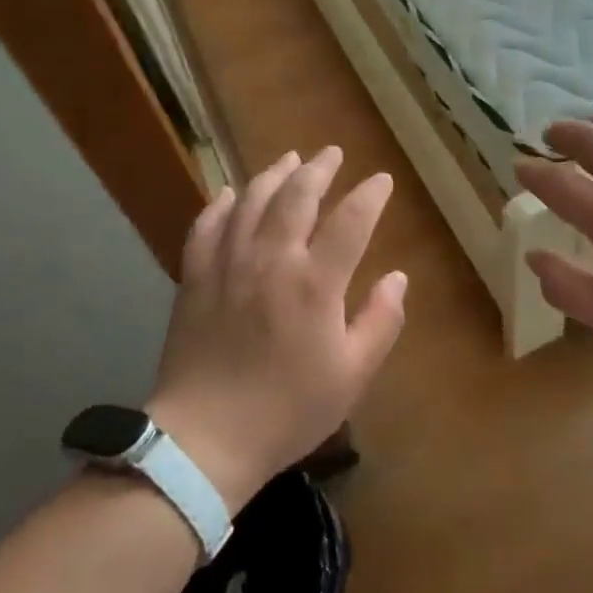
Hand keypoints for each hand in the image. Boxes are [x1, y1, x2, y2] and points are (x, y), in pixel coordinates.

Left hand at [146, 148, 406, 509]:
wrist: (205, 439)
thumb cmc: (288, 410)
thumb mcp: (352, 375)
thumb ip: (381, 321)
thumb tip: (398, 277)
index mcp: (316, 283)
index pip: (351, 220)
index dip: (370, 195)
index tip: (381, 180)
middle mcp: (272, 260)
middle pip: (298, 196)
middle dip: (319, 169)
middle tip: (332, 153)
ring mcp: (228, 264)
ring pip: (252, 201)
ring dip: (274, 174)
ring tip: (290, 159)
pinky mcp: (195, 277)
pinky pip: (207, 226)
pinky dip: (222, 204)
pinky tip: (232, 193)